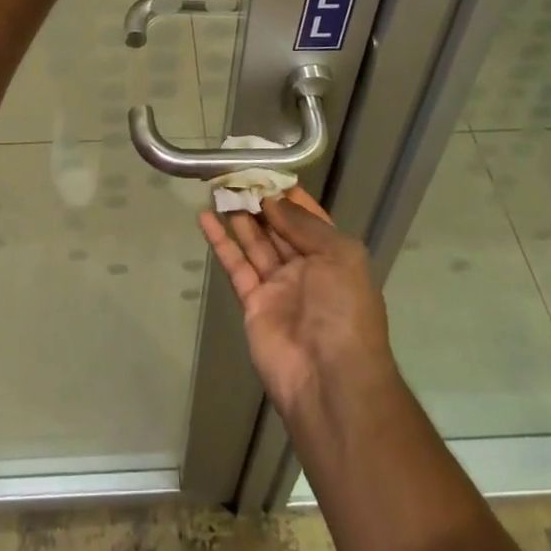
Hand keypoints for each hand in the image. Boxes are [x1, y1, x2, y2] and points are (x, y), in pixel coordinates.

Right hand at [200, 188, 394, 419]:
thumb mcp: (339, 255)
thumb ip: (303, 224)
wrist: (331, 380)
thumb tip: (272, 201)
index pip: (309, 218)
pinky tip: (205, 218)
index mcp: (334, 257)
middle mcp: (306, 269)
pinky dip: (221, 242)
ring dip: (239, 216)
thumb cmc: (344, 310)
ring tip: (219, 187)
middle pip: (279, 228)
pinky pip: (235, 266)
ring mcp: (278, 287)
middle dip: (260, 202)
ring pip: (255, 243)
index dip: (289, 195)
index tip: (265, 170)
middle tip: (235, 175)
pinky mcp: (253, 303)